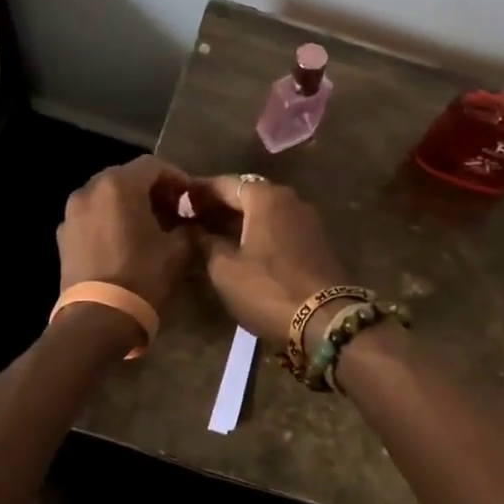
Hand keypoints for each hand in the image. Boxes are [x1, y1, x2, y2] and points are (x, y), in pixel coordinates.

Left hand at [57, 156, 196, 313]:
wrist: (98, 318)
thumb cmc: (142, 276)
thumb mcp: (178, 251)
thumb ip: (189, 228)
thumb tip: (191, 225)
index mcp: (119, 185)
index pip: (153, 165)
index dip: (176, 177)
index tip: (191, 197)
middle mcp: (90, 190)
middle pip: (127, 177)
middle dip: (152, 190)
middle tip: (173, 211)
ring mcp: (72, 213)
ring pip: (107, 196)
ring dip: (129, 205)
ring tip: (148, 227)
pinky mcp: (63, 236)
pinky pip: (92, 217)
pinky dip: (110, 220)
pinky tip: (124, 243)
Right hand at [188, 176, 351, 345]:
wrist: (325, 320)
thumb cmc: (268, 289)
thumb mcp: (225, 270)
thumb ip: (206, 244)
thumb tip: (195, 232)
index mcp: (265, 197)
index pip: (224, 184)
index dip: (198, 192)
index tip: (178, 200)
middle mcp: (289, 199)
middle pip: (247, 194)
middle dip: (219, 206)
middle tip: (192, 219)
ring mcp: (307, 220)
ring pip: (264, 212)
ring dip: (239, 220)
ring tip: (212, 235)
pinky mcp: (316, 242)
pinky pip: (279, 228)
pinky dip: (258, 232)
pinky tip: (241, 249)